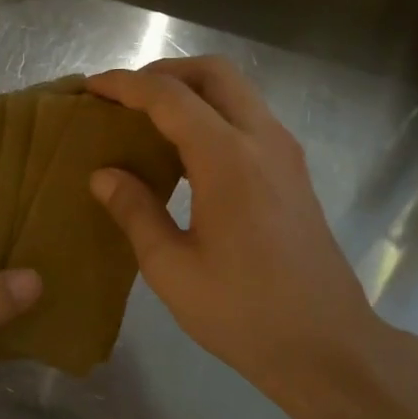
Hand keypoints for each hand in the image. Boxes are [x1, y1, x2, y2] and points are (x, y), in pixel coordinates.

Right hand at [87, 58, 378, 406]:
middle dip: (164, 73)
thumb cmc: (243, 312)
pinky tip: (186, 153)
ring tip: (149, 121)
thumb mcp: (172, 268)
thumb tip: (104, 174)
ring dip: (192, 92)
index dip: (126, 85)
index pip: (170, 97)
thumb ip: (135, 211)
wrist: (326, 345)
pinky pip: (249, 119)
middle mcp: (263, 140)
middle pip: (214, 73)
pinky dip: (213, 115)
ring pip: (237, 93)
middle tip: (125, 98)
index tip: (91, 88)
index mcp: (228, 159)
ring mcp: (286, 154)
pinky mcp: (294, 173)